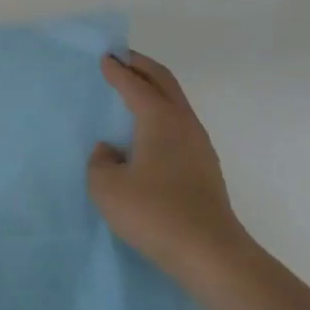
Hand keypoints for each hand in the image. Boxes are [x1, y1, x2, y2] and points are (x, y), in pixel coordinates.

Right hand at [88, 52, 258, 292]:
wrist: (209, 252)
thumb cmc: (154, 213)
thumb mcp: (107, 188)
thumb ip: (100, 163)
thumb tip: (109, 151)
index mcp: (160, 119)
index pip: (135, 84)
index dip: (118, 70)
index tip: (105, 57)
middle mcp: (184, 123)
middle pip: (164, 82)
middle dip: (142, 66)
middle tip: (122, 58)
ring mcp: (199, 145)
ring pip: (176, 102)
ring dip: (155, 89)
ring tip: (134, 90)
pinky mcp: (204, 167)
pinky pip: (179, 124)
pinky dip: (162, 113)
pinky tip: (149, 131)